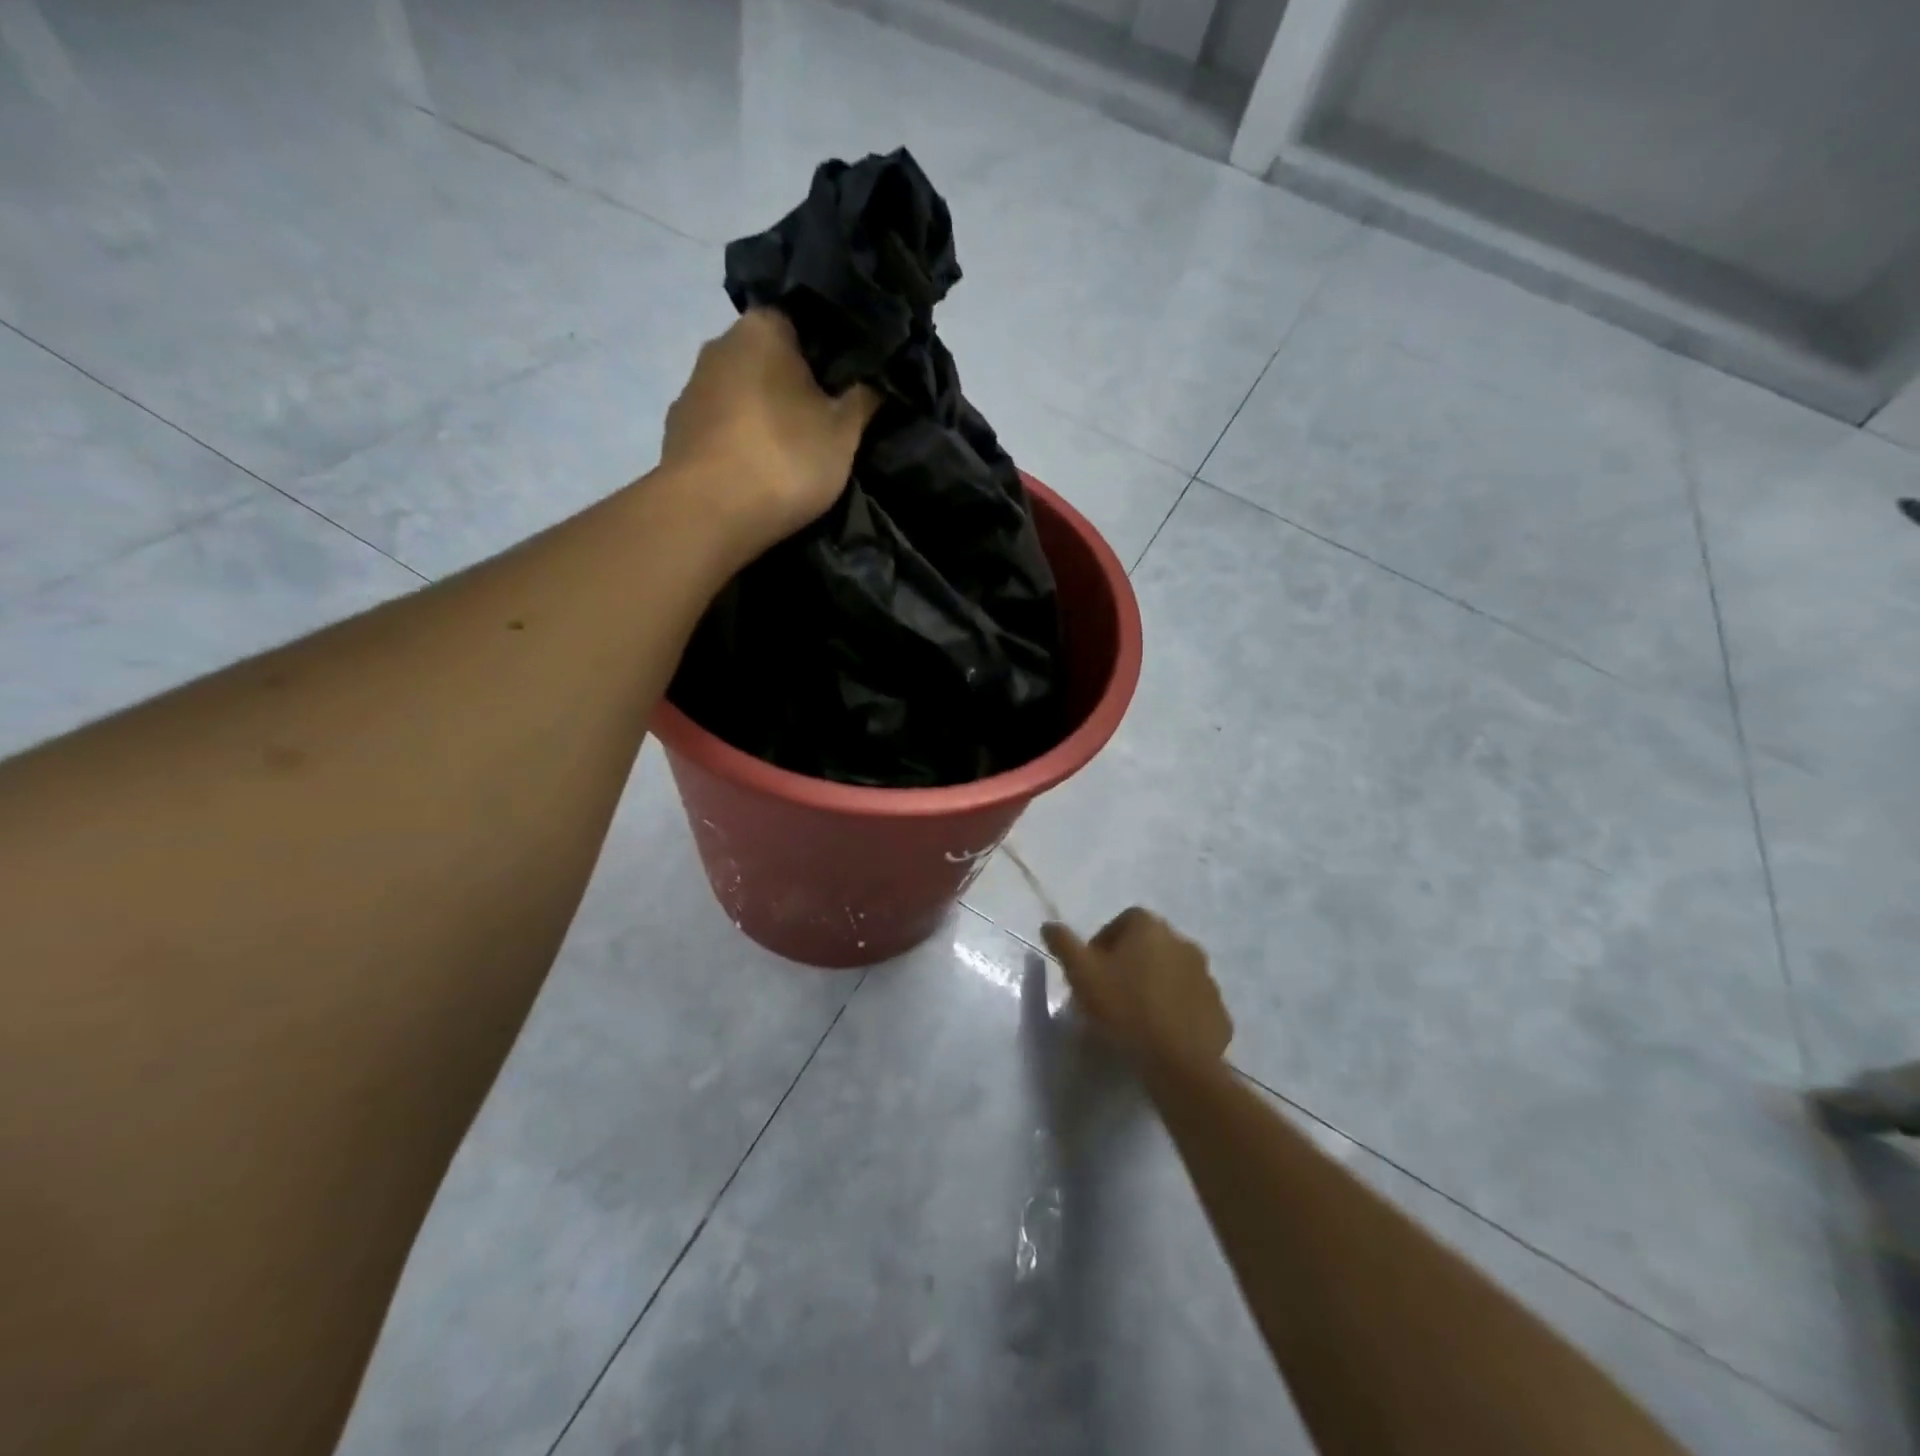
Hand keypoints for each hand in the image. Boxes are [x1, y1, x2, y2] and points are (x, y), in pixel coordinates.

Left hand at [660, 310, 878, 551]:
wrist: (707, 514)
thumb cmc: (784, 458)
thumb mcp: (844, 433)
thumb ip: (863, 399)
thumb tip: (875, 381)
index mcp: (762, 328)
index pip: (803, 323)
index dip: (830, 354)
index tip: (849, 387)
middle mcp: (718, 346)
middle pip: (768, 360)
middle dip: (795, 387)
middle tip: (827, 424)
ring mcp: (691, 391)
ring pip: (743, 396)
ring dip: (765, 417)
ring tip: (792, 455)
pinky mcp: (677, 434)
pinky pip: (722, 431)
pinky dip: (740, 445)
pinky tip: (758, 474)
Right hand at [1042, 909, 1232, 1064]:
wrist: (1176, 1061)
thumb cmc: (1124, 1008)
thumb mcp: (1081, 974)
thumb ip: (1064, 944)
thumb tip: (1050, 925)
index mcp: (1151, 928)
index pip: (1124, 921)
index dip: (1105, 942)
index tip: (1092, 970)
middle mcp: (1183, 942)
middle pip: (1150, 946)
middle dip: (1131, 963)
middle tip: (1111, 992)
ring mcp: (1206, 976)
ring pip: (1173, 973)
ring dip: (1156, 985)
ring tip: (1136, 1016)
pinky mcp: (1219, 1009)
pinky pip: (1191, 1002)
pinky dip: (1177, 1010)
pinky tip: (1161, 1033)